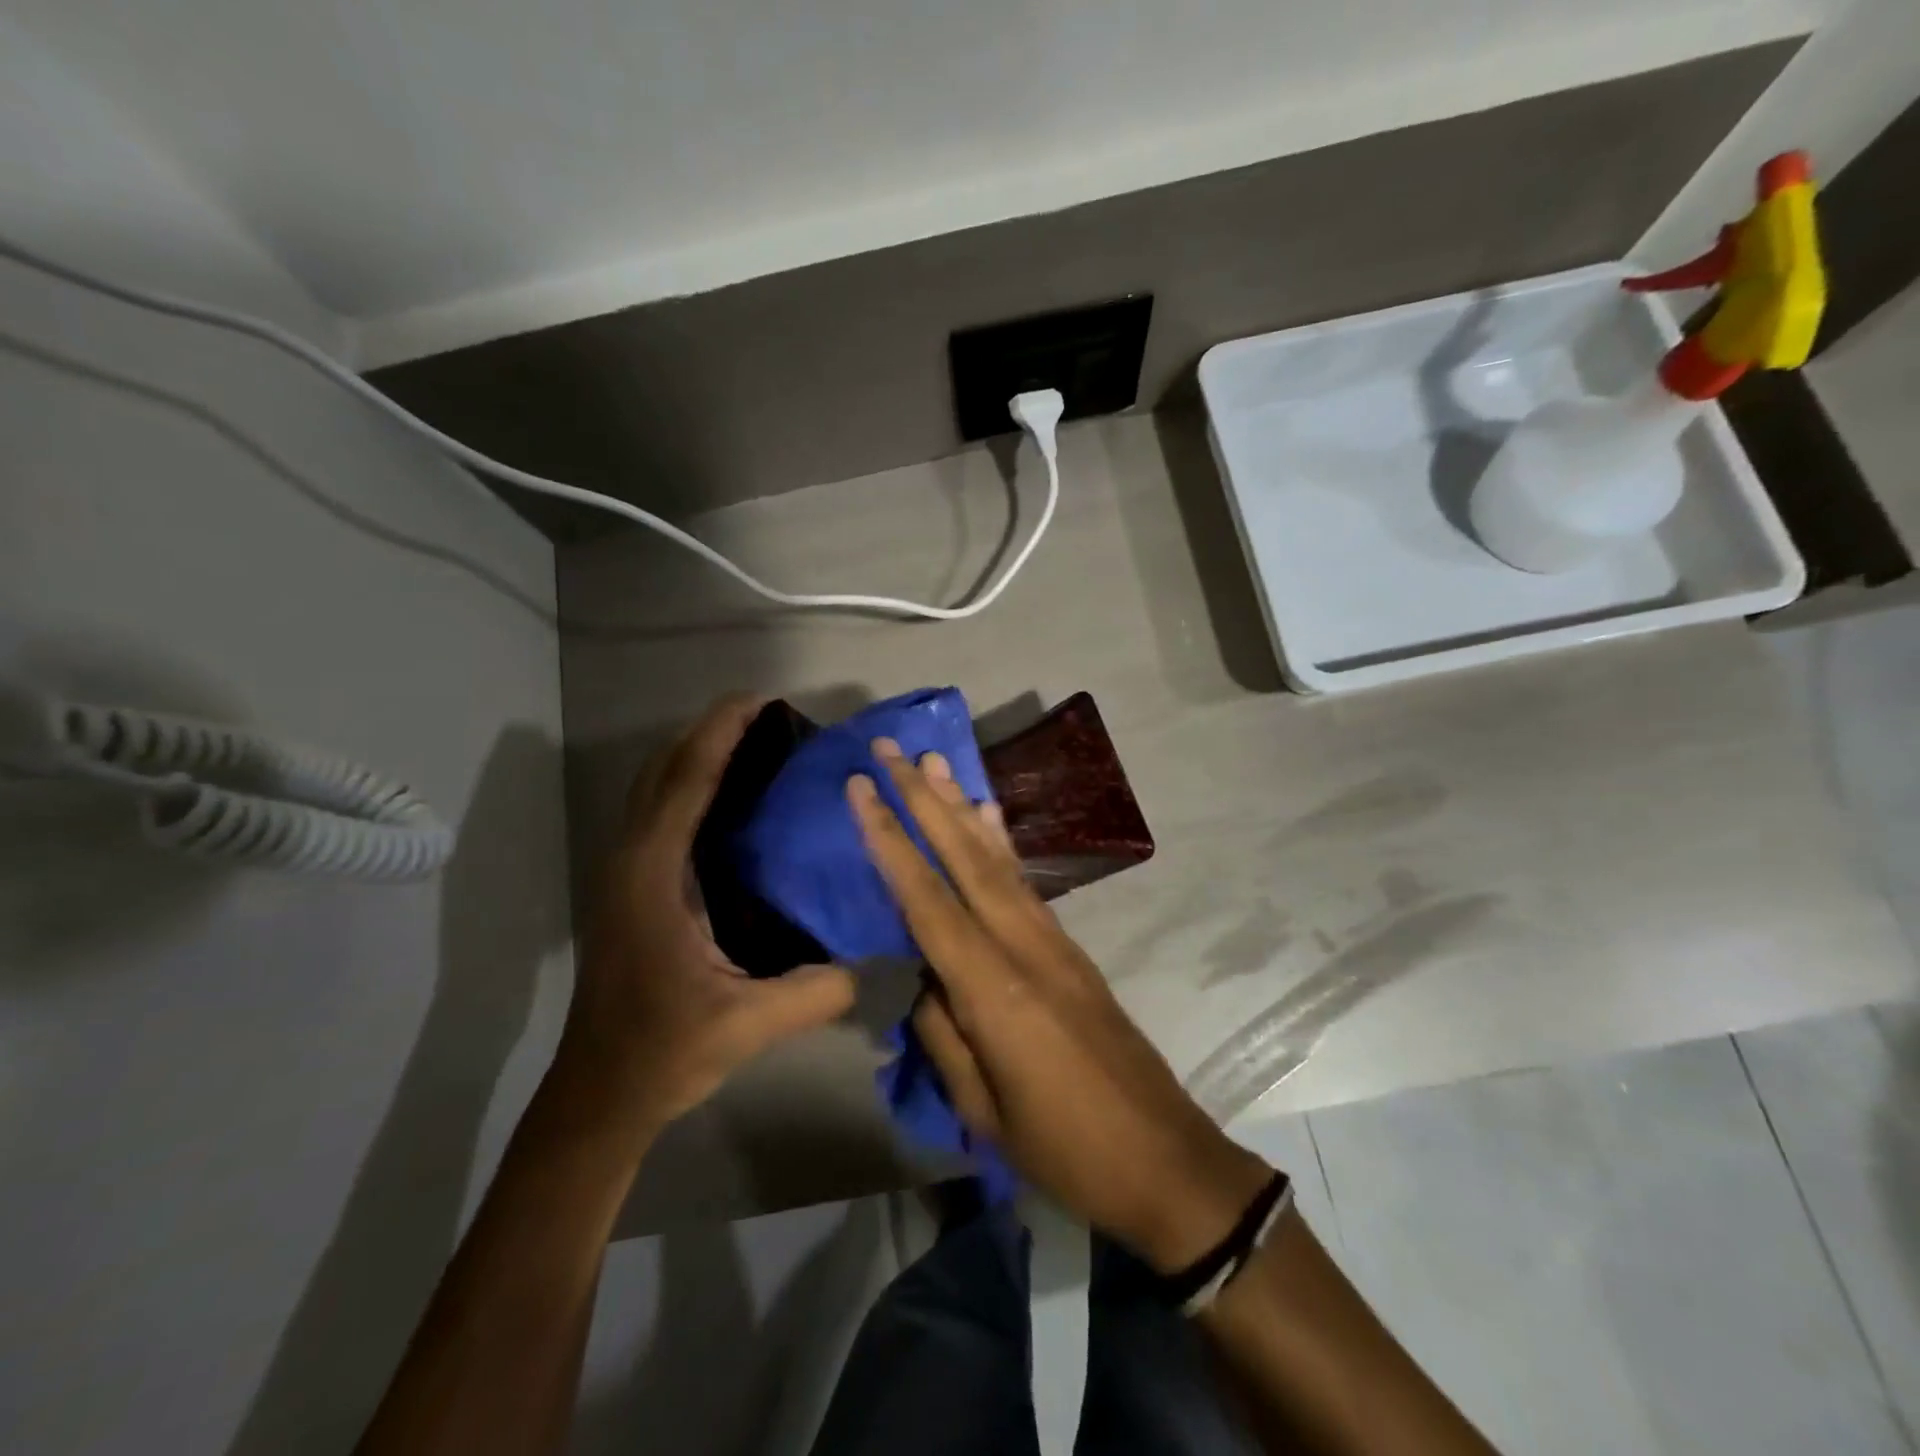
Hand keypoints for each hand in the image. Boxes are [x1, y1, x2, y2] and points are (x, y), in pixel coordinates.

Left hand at [557, 695, 855, 1134]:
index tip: (759, 700)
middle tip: (764, 716)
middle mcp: (630, 860)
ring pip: (652, 787)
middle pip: (662, 771)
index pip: (687, 782)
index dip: (721, 733)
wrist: (600, 1093)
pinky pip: (654, 812)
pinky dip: (685, 784)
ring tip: (749, 743)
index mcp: (654, 877)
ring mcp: (622, 872)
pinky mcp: (627, 887)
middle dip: (707, 731)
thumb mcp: (748, 1023)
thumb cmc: (665, 1050)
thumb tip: (877, 960)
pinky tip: (726, 798)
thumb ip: (817, 990)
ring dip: (693, 754)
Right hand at [849, 739, 1271, 1272]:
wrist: (1162, 1156)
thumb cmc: (1063, 1147)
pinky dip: (1001, 841)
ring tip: (936, 761)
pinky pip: (1024, 880)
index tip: (862, 789)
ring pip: (996, 858)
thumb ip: (942, 1033)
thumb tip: (916, 978)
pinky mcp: (1068, 945)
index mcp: (992, 987)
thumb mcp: (982, 1107)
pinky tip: (988, 814)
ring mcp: (1051, 939)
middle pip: (963, 857)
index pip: (925, 898)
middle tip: (892, 750)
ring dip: (961, 806)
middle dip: (923, 798)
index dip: (889, 840)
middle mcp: (1022, 944)